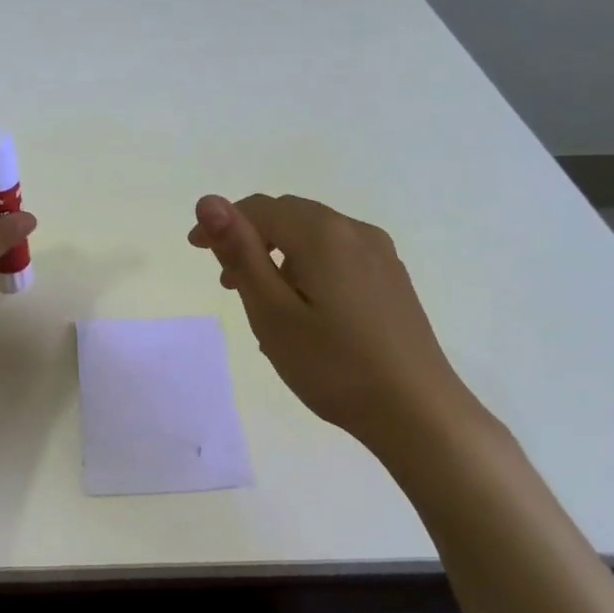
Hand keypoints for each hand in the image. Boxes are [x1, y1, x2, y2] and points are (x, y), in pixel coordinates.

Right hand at [189, 193, 476, 452]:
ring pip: (315, 237)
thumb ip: (240, 252)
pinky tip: (304, 311)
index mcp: (322, 234)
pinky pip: (338, 257)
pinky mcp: (392, 279)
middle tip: (227, 283)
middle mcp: (354, 231)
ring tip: (262, 301)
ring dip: (279, 255)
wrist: (418, 411)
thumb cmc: (334, 365)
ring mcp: (380, 255)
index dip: (222, 223)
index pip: (260, 208)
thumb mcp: (272, 312)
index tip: (195, 250)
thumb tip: (207, 201)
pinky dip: (308, 269)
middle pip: (289, 216)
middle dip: (252, 239)